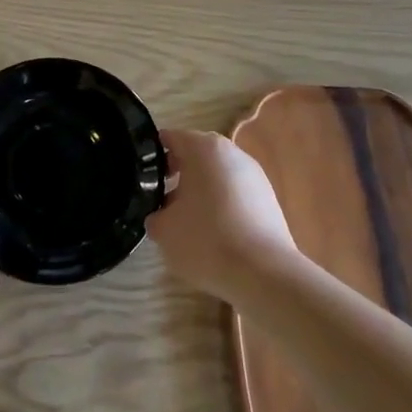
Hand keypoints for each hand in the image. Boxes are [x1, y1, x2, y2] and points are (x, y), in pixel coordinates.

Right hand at [145, 129, 299, 303]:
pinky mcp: (269, 198)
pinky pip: (235, 193)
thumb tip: (161, 215)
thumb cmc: (206, 239)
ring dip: (201, 190)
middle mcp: (231, 152)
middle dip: (177, 174)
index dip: (152, 157)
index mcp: (203, 147)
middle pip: (196, 154)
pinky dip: (222, 205)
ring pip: (217, 174)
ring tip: (188, 221)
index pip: (169, 138)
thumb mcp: (163, 230)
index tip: (142, 178)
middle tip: (161, 200)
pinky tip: (215, 234)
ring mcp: (254, 174)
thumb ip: (155, 215)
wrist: (264, 273)